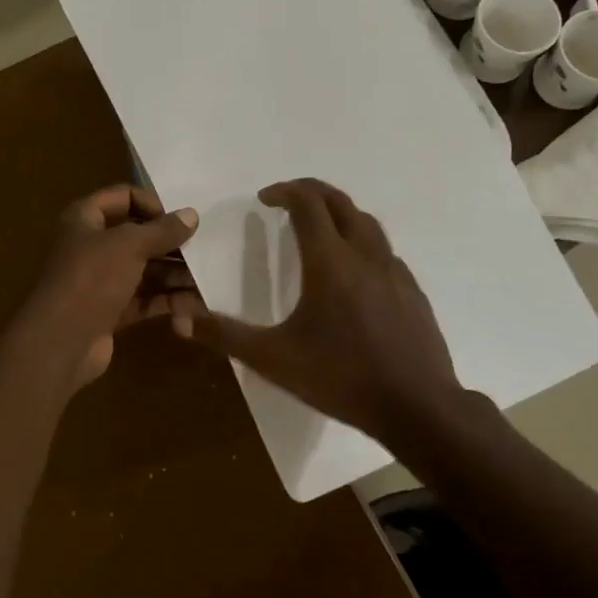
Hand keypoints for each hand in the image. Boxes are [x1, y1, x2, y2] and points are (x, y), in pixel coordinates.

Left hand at [19, 185, 199, 387]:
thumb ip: (162, 230)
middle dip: (172, 245)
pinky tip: (196, 306)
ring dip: (175, 276)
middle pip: (139, 237)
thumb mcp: (129, 245)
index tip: (180, 220)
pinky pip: (145, 299)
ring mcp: (102, 281)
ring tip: (207, 281)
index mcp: (85, 219)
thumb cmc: (91, 279)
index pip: (123, 197)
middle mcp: (92, 246)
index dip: (153, 204)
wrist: (60, 342)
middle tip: (206, 250)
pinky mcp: (111, 311)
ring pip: (146, 271)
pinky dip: (168, 301)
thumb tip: (192, 215)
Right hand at [174, 178, 464, 440]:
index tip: (265, 198)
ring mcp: (394, 271)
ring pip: (367, 223)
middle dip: (312, 191)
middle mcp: (364, 255)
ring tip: (319, 228)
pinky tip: (353, 272)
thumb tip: (179, 319)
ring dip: (339, 213)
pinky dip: (362, 242)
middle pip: (340, 202)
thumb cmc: (341, 378)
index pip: (308, 204)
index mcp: (330, 262)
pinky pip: (384, 251)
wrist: (418, 406)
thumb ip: (226, 335)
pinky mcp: (413, 291)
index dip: (284, 191)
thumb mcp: (274, 359)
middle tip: (288, 198)